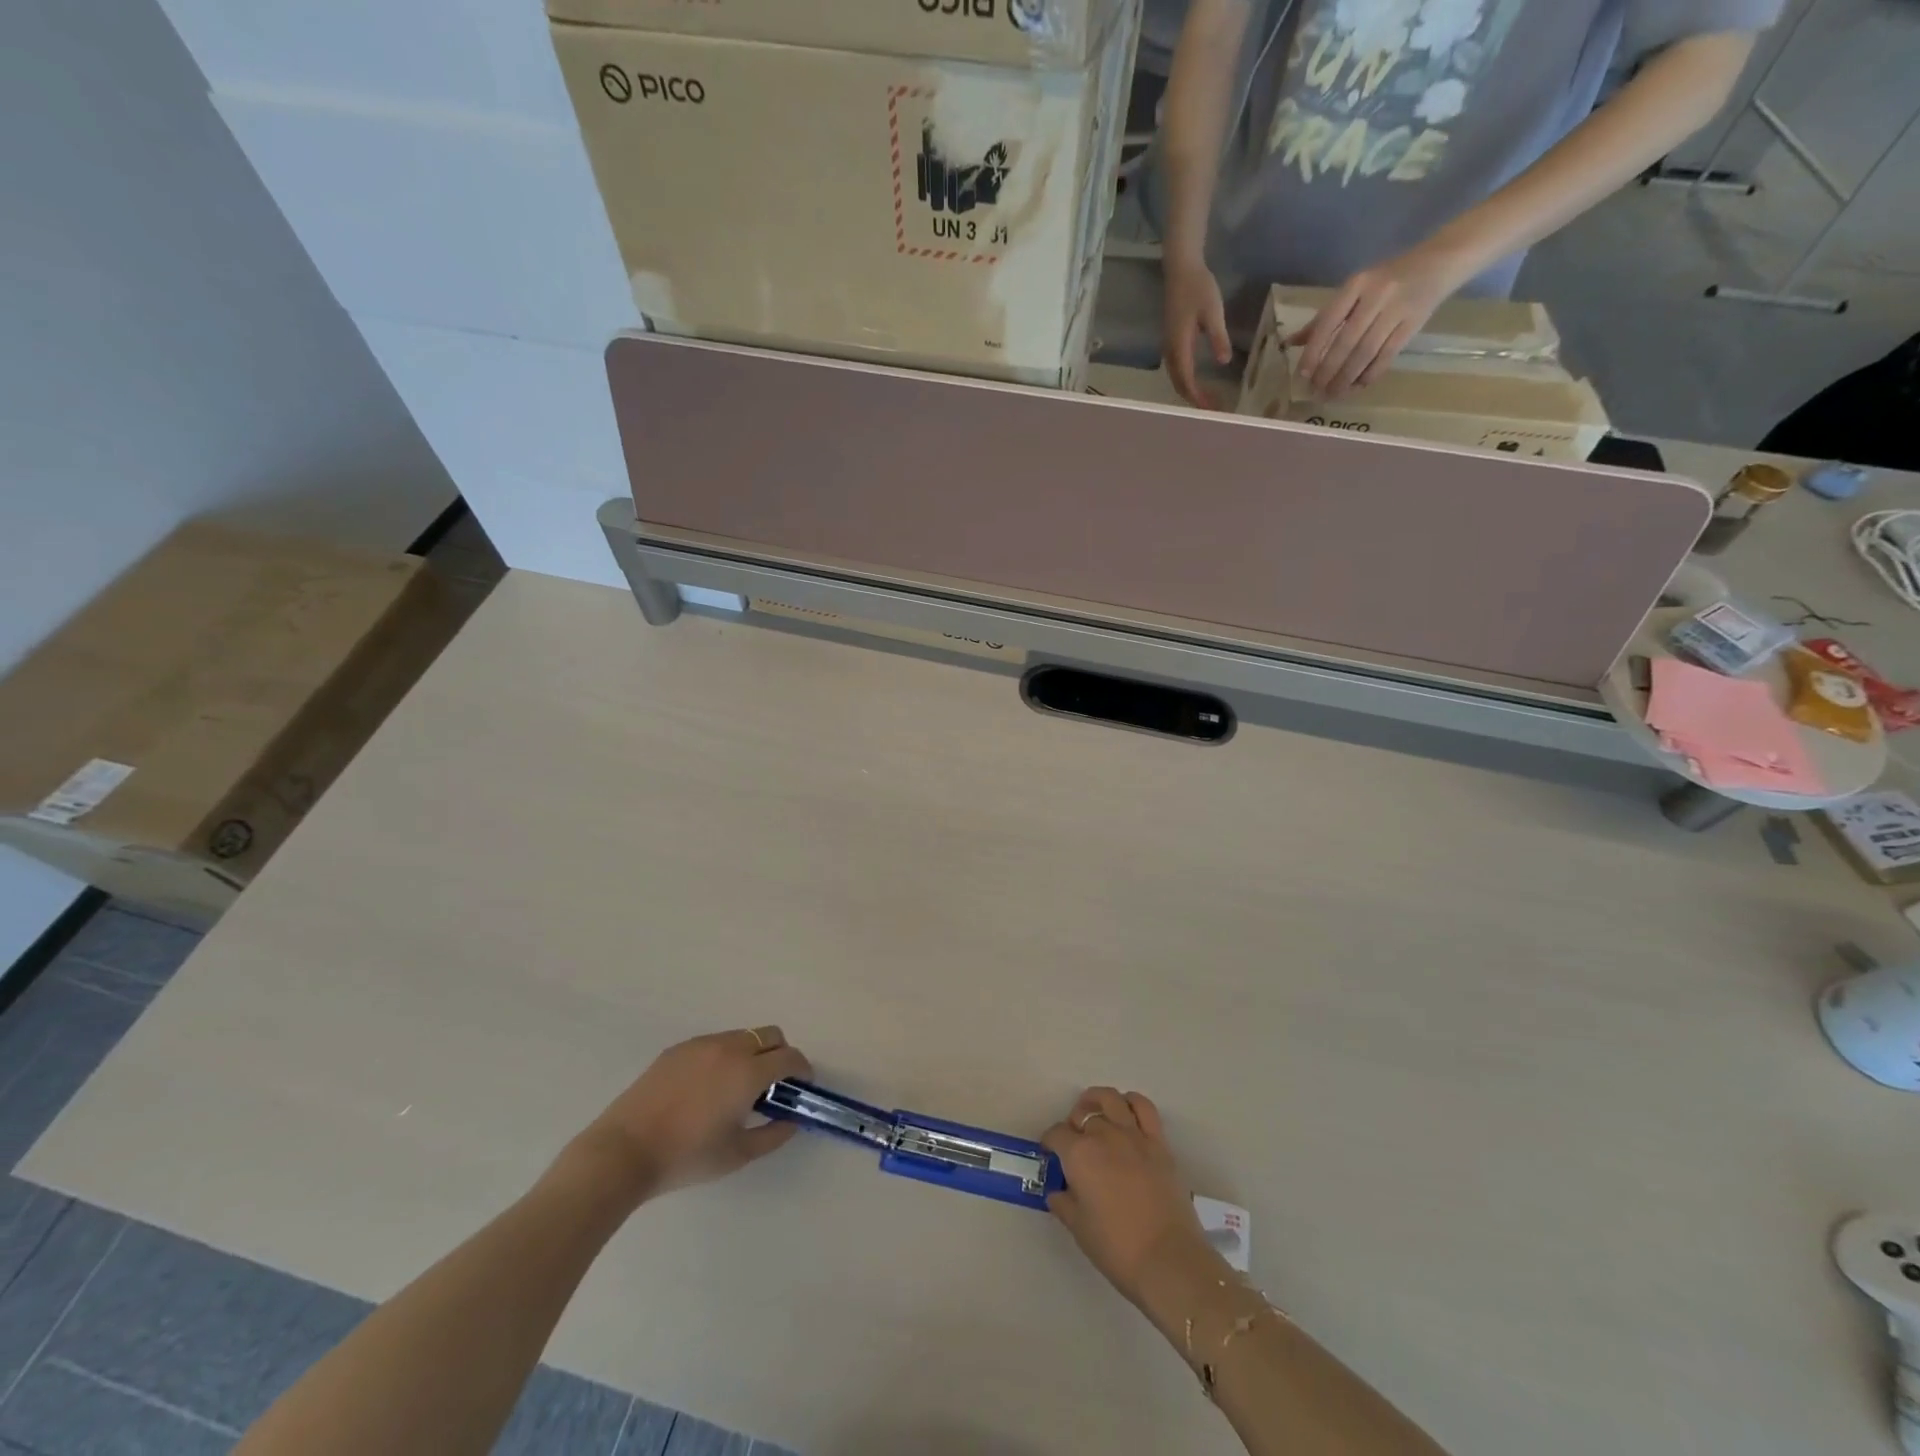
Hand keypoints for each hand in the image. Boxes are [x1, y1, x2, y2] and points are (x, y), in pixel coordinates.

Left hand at [578, 1027, 810, 1199]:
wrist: (623, 1152)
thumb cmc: (686, 1157)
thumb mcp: (737, 1155)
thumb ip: (773, 1135)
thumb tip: (791, 1120)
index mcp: (748, 1072)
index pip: (790, 1057)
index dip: (802, 1070)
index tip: (801, 1086)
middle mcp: (729, 1048)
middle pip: (770, 1035)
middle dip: (780, 1054)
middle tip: (772, 1085)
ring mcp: (701, 1044)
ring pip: (742, 1036)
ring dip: (752, 1053)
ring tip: (736, 1087)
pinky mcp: (678, 1049)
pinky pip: (714, 1043)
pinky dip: (724, 1056)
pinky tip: (706, 1087)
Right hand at [1042, 1087, 1215, 1309]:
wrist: (1168, 1260)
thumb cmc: (1117, 1248)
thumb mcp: (1079, 1229)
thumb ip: (1064, 1204)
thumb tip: (1057, 1192)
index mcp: (1079, 1154)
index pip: (1056, 1134)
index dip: (1050, 1142)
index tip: (1050, 1153)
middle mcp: (1104, 1135)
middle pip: (1083, 1114)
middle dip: (1073, 1123)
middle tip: (1074, 1141)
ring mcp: (1134, 1136)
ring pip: (1112, 1099)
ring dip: (1098, 1101)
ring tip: (1096, 1114)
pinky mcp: (1159, 1143)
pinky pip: (1144, 1108)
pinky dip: (1132, 1103)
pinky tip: (1126, 1114)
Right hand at [1162, 257, 1232, 408]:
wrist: (1181, 269)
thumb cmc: (1198, 287)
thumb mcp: (1213, 311)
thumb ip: (1218, 337)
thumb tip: (1224, 362)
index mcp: (1179, 346)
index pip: (1186, 380)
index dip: (1197, 397)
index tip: (1211, 408)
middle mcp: (1170, 351)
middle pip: (1179, 384)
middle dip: (1193, 399)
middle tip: (1211, 409)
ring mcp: (1169, 347)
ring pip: (1176, 378)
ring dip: (1189, 391)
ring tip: (1204, 399)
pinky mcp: (1171, 341)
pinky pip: (1176, 369)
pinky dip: (1186, 380)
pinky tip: (1196, 381)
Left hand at [1289, 246, 1468, 399]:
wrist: (1440, 262)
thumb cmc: (1386, 280)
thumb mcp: (1353, 291)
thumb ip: (1323, 318)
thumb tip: (1290, 343)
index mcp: (1356, 284)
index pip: (1328, 322)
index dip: (1313, 351)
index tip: (1302, 375)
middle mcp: (1377, 295)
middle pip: (1346, 342)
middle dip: (1328, 371)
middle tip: (1316, 391)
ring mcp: (1397, 309)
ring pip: (1365, 353)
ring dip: (1346, 378)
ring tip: (1332, 394)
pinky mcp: (1413, 324)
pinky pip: (1387, 356)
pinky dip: (1369, 375)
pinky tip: (1357, 387)